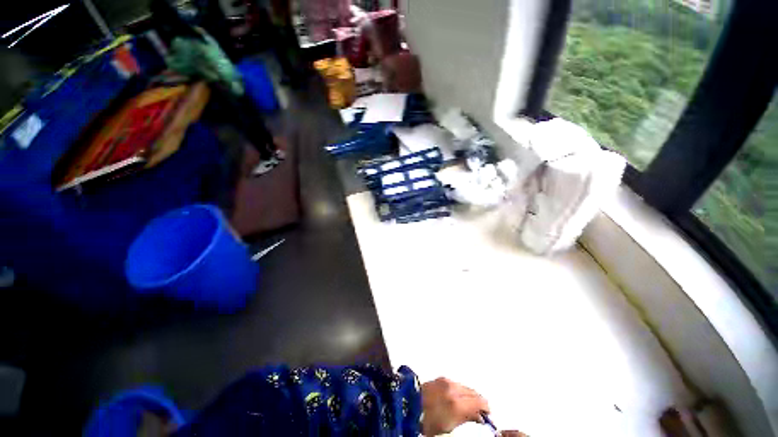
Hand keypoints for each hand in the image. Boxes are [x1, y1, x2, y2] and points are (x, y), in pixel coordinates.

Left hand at [420, 377, 489, 435]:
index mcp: (457, 403)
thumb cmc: (428, 421)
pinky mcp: (441, 377)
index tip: (488, 414)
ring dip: (470, 394)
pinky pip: (456, 383)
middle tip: (480, 411)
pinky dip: (461, 389)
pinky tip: (458, 397)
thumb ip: (466, 418)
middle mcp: (454, 389)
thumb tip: (479, 416)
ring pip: (465, 386)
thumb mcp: (449, 426)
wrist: (409, 405)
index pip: (479, 401)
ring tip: (469, 405)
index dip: (486, 408)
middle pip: (473, 392)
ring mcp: (447, 381)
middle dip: (479, 400)